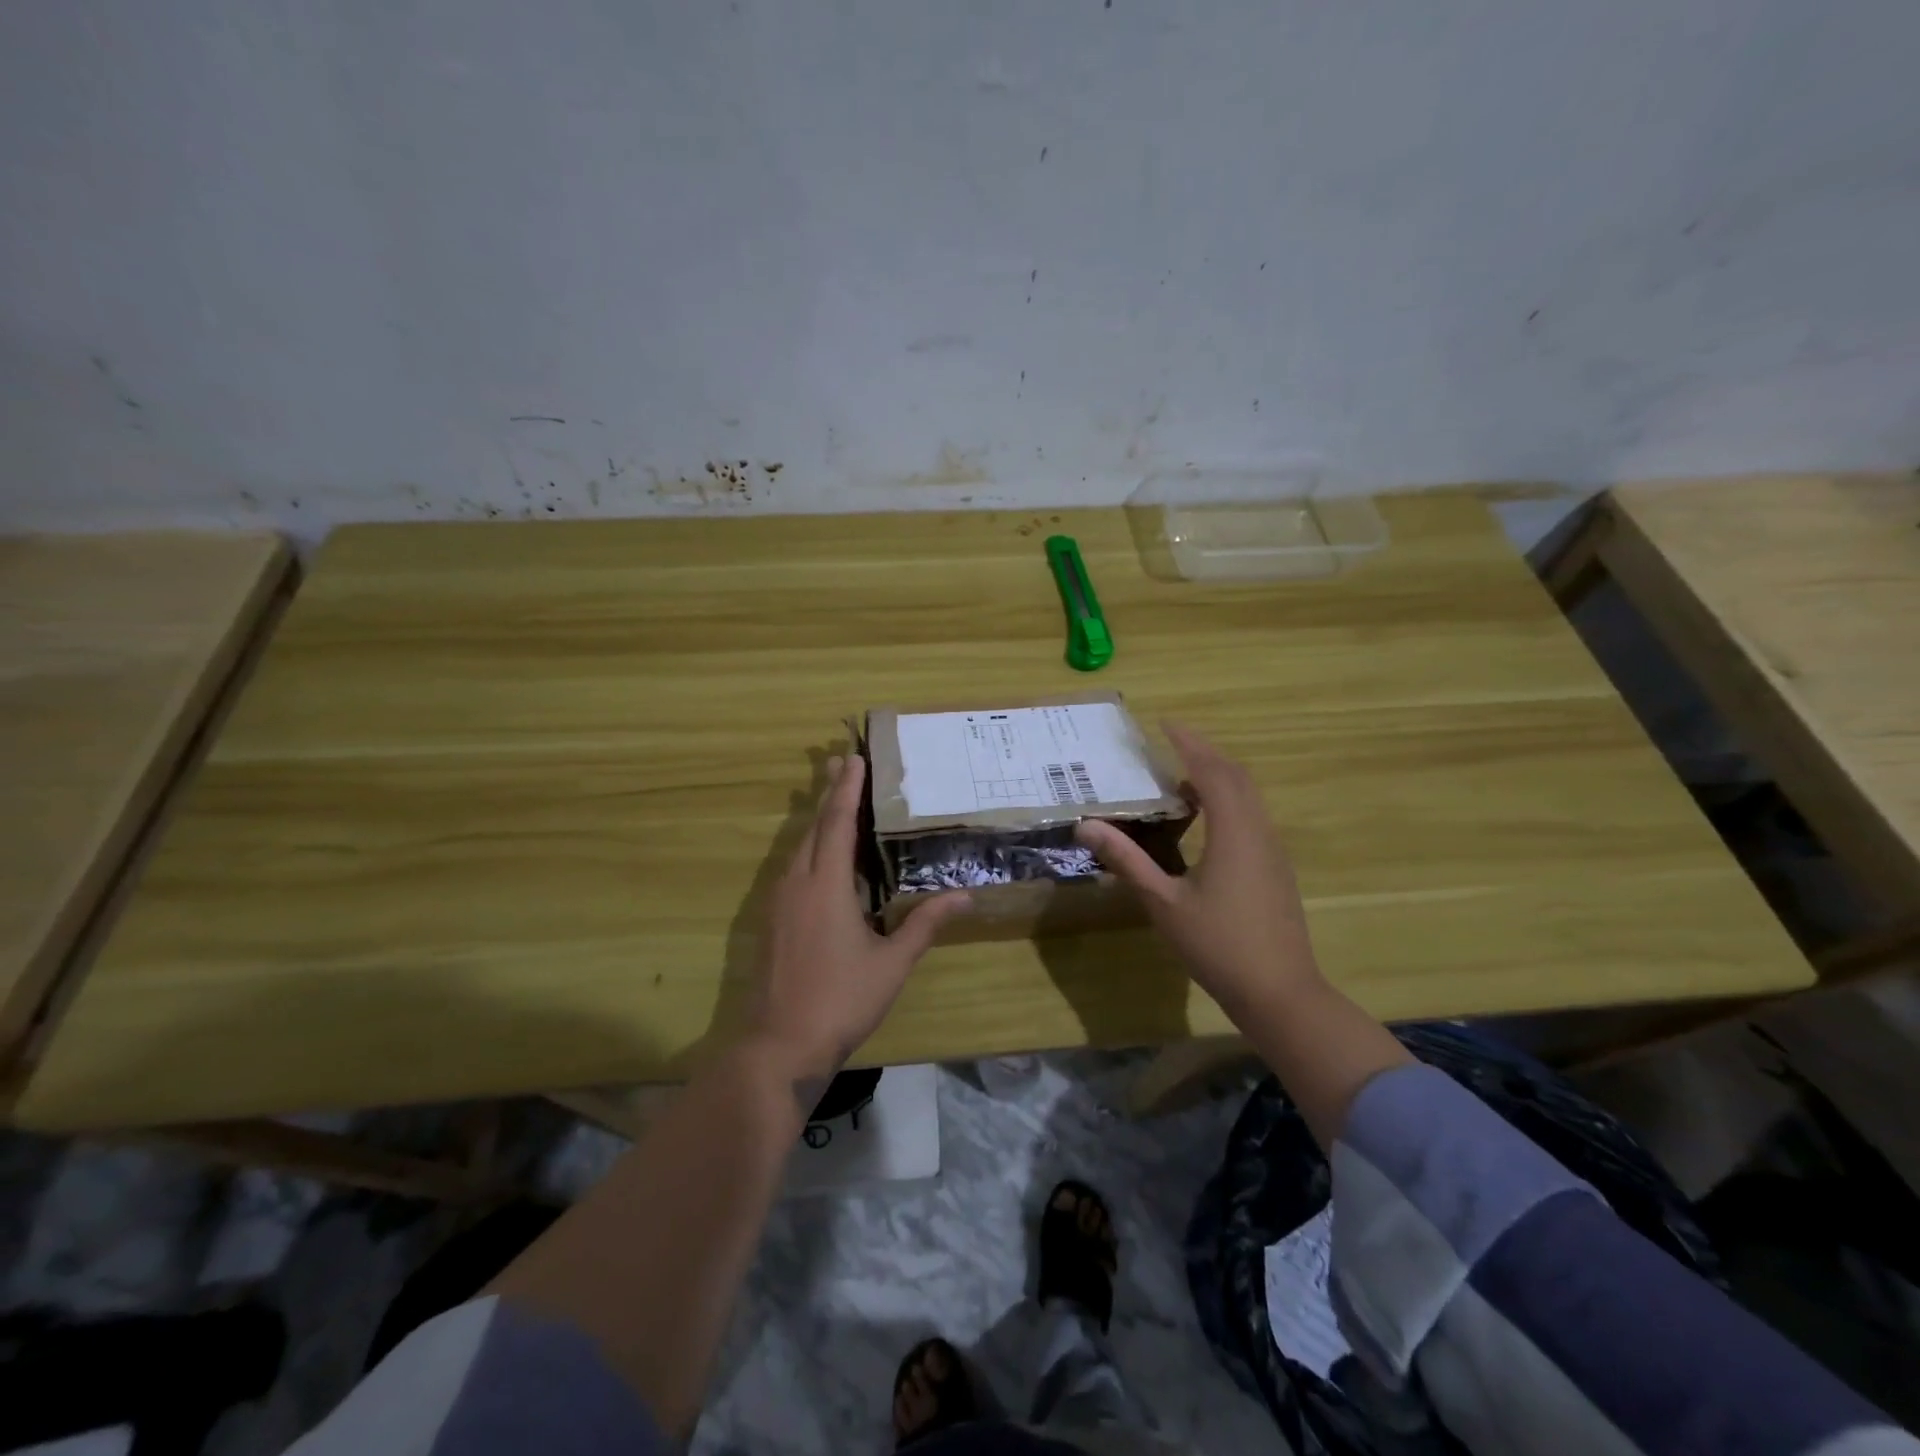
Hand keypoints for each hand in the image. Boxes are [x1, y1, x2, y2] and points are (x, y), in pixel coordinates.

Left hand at [748, 754, 970, 1083]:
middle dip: (829, 793)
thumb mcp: (892, 963)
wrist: (779, 1045)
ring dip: (817, 818)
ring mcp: (778, 902)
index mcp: (825, 885)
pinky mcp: (771, 920)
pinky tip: (820, 856)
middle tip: (843, 762)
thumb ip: (925, 924)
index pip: (837, 823)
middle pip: (814, 826)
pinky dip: (809, 847)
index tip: (854, 757)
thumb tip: (964, 896)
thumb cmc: (841, 1000)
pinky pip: (791, 867)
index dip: (847, 789)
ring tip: (834, 797)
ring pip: (798, 846)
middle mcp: (797, 883)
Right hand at [1076, 723, 1320, 1019]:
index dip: (1188, 743)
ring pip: (1248, 796)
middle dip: (1204, 753)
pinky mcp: (1275, 868)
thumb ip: (1127, 860)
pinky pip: (1252, 816)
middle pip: (1235, 776)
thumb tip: (1087, 825)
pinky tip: (1204, 821)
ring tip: (1180, 779)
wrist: (1280, 992)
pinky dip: (1228, 801)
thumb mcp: (1163, 902)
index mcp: (1234, 831)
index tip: (1164, 723)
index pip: (1211, 770)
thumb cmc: (1218, 945)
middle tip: (1169, 744)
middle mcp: (1259, 831)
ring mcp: (1272, 850)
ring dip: (1217, 778)